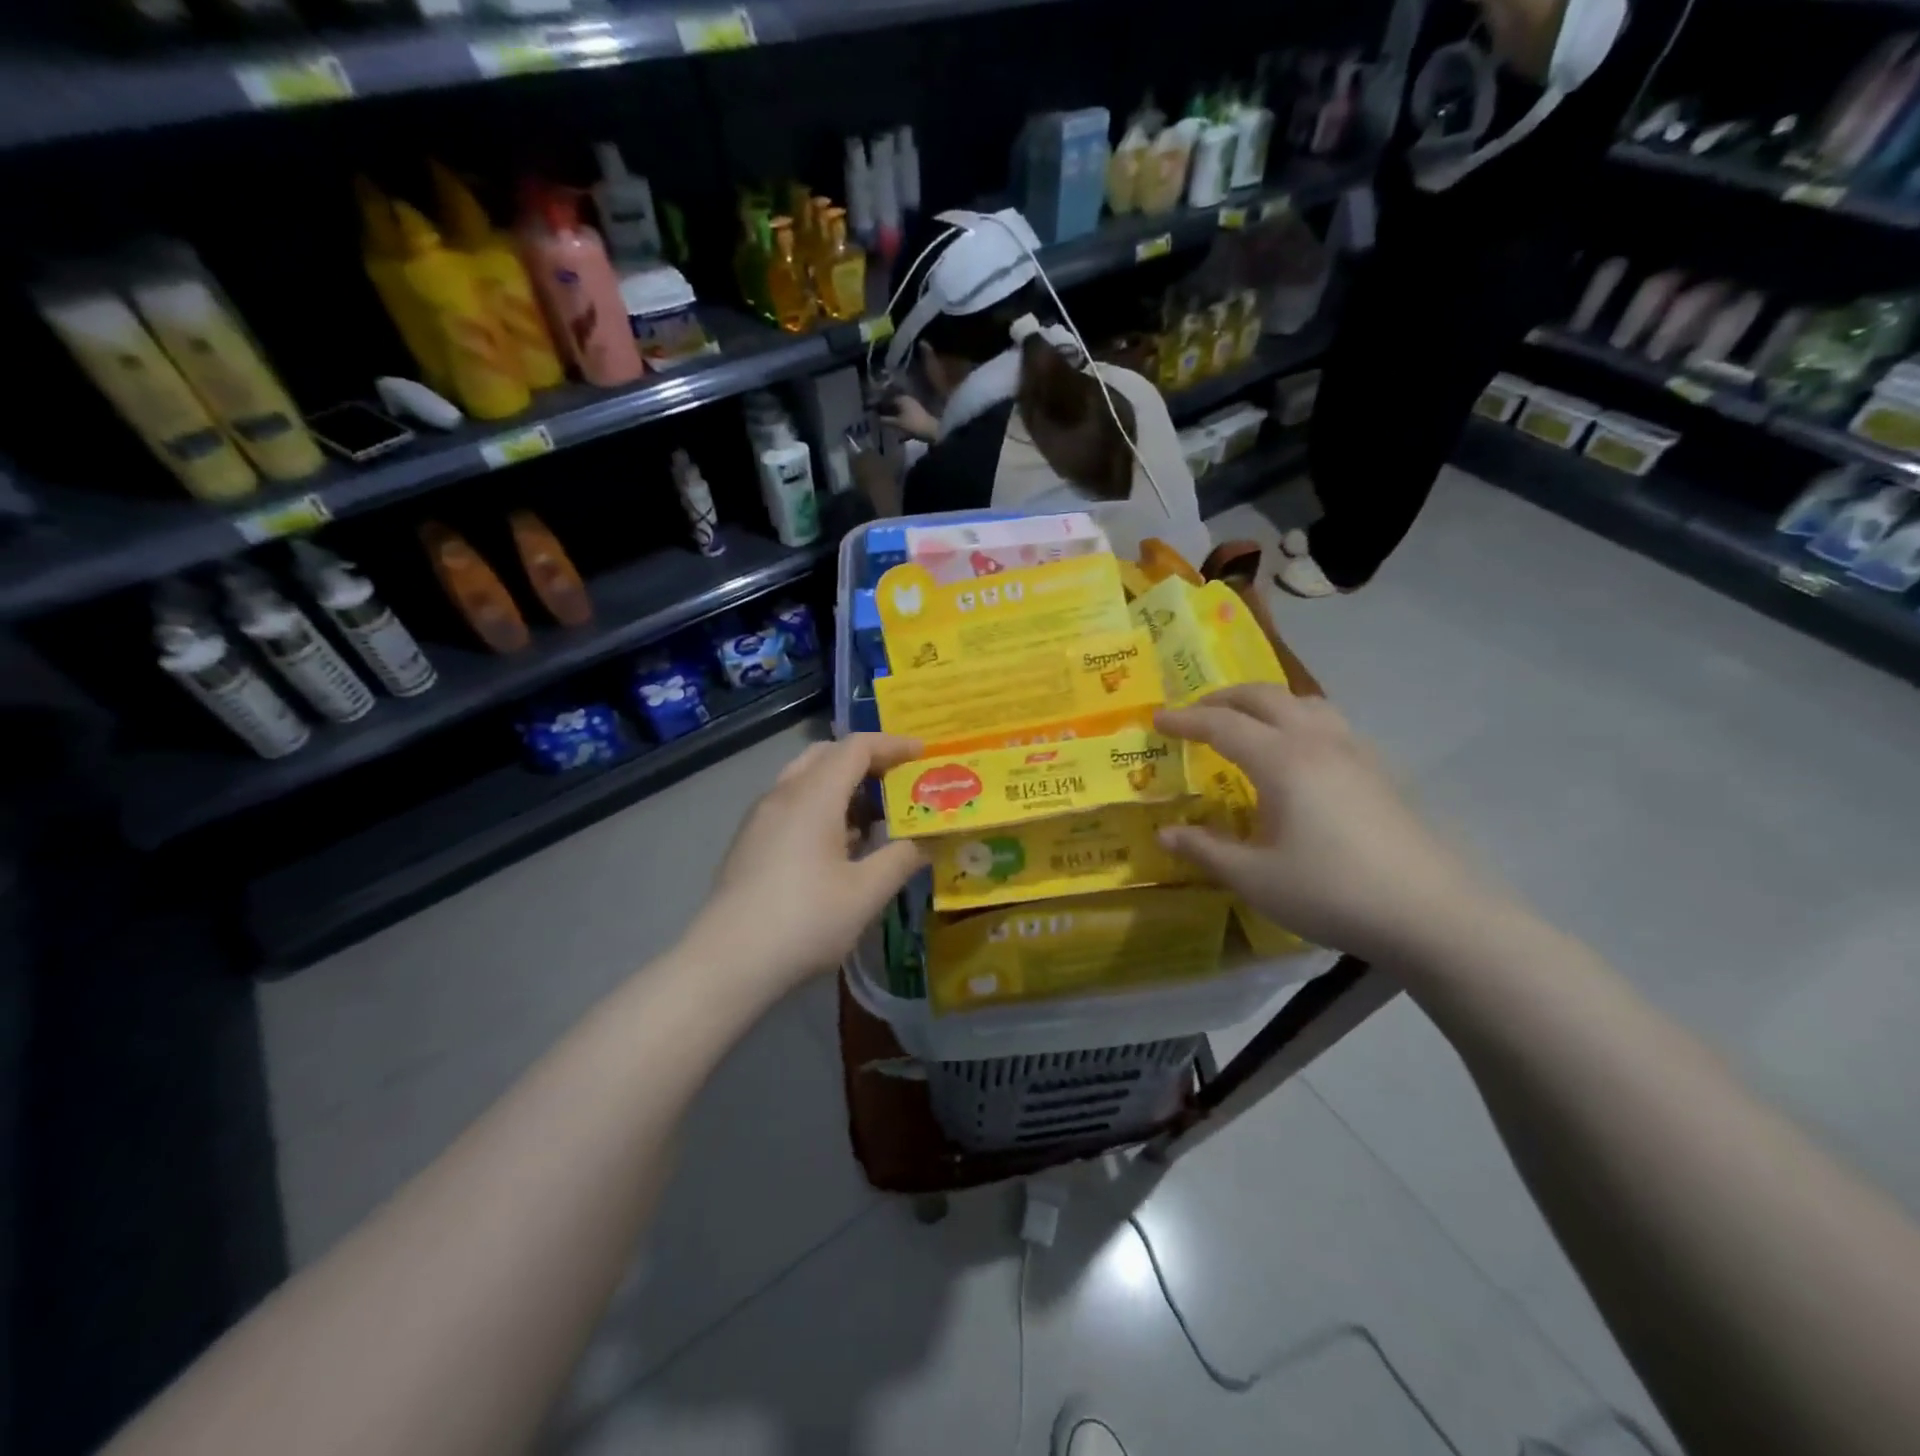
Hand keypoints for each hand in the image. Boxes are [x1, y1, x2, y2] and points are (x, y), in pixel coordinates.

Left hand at [683, 734, 925, 994]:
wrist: (726, 962)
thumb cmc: (804, 921)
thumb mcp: (865, 893)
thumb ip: (900, 859)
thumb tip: (925, 841)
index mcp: (813, 796)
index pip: (856, 747)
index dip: (893, 745)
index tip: (923, 754)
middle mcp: (783, 795)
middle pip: (827, 755)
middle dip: (866, 760)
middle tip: (898, 782)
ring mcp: (761, 818)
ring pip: (806, 779)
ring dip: (843, 785)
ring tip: (875, 817)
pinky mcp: (750, 842)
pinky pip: (792, 804)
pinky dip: (822, 806)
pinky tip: (839, 846)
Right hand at [878, 392, 939, 441]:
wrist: (932, 431)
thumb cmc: (913, 425)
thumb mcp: (897, 423)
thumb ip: (885, 420)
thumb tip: (876, 417)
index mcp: (901, 398)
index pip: (886, 398)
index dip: (878, 404)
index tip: (872, 410)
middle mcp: (906, 398)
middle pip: (892, 402)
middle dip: (885, 408)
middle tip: (877, 415)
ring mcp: (912, 404)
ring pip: (898, 407)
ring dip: (891, 413)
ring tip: (885, 420)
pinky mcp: (916, 412)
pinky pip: (903, 412)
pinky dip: (898, 416)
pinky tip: (894, 422)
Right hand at [1156, 685, 1491, 963]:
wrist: (1431, 912)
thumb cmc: (1331, 892)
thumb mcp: (1255, 878)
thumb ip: (1206, 851)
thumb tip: (1165, 833)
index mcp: (1282, 761)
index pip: (1222, 725)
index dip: (1185, 720)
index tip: (1157, 719)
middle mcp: (1317, 742)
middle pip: (1264, 697)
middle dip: (1222, 699)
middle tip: (1194, 714)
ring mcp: (1355, 752)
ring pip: (1303, 702)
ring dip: (1265, 702)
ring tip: (1244, 723)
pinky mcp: (1379, 770)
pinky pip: (1328, 723)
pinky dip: (1297, 719)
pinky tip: (1297, 754)